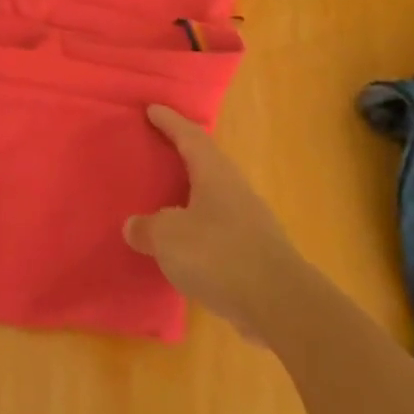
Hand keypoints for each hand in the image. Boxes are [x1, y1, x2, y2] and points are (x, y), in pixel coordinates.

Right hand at [124, 105, 306, 343]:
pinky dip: (200, 227)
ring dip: (191, 193)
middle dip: (183, 153)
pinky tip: (186, 244)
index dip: (170, 122)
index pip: (189, 136)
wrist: (280, 304)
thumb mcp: (168, 238)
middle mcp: (234, 189)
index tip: (152, 109)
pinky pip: (219, 228)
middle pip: (206, 162)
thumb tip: (134, 226)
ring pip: (214, 196)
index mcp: (214, 173)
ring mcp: (249, 221)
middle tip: (159, 148)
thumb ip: (147, 228)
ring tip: (167, 197)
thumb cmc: (219, 255)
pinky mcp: (255, 252)